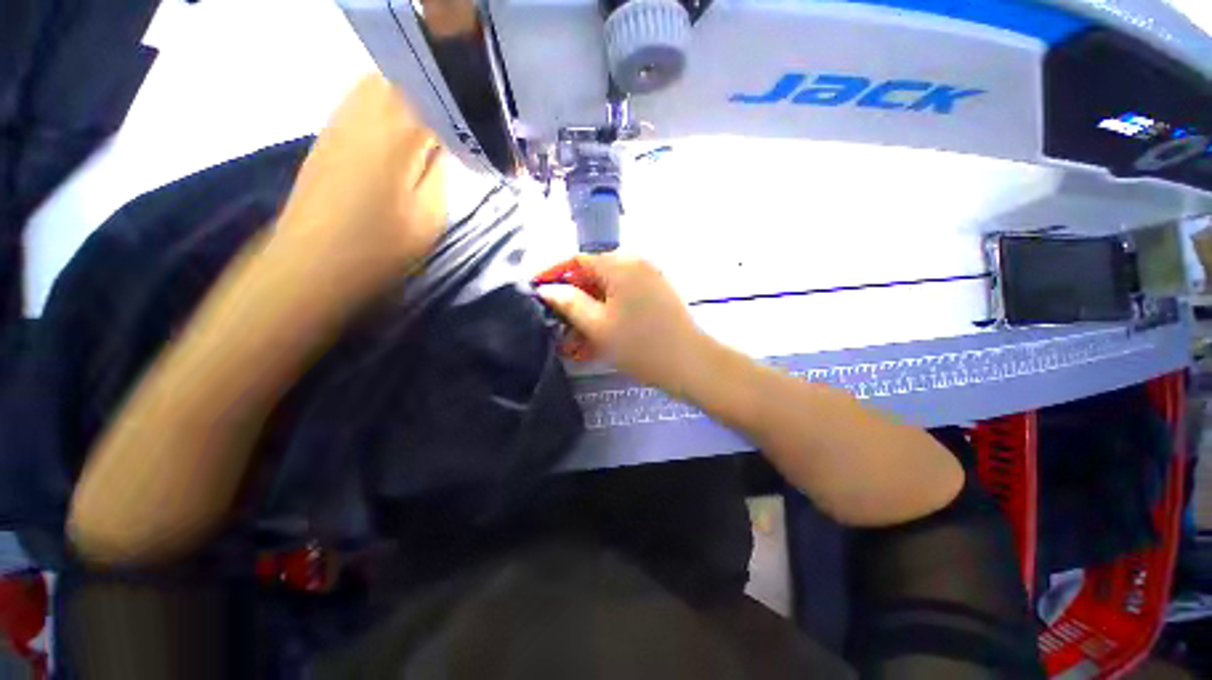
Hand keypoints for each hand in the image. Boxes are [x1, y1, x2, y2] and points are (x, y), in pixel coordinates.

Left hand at [274, 74, 445, 284]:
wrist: (313, 262)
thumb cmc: (381, 245)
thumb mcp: (430, 214)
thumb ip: (441, 170)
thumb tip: (445, 142)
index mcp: (397, 129)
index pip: (437, 94)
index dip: (461, 104)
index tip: (478, 122)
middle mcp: (365, 109)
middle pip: (407, 78)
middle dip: (436, 94)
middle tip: (458, 123)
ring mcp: (340, 117)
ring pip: (383, 83)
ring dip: (412, 98)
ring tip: (433, 127)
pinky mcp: (328, 131)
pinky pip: (363, 99)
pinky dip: (387, 106)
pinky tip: (399, 134)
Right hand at [536, 254, 712, 396]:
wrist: (690, 363)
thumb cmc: (640, 344)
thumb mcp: (597, 325)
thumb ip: (568, 302)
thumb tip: (547, 289)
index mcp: (620, 264)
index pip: (576, 258)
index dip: (553, 273)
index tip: (535, 289)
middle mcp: (635, 263)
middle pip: (592, 275)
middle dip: (572, 300)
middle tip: (556, 324)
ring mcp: (648, 279)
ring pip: (607, 292)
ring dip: (588, 313)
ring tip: (573, 341)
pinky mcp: (655, 295)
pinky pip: (623, 300)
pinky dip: (607, 315)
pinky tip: (596, 339)